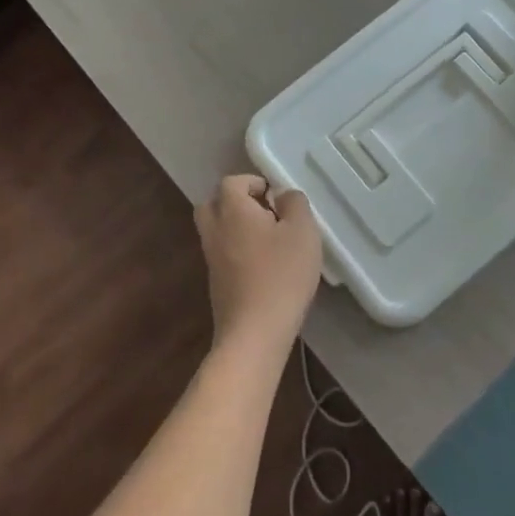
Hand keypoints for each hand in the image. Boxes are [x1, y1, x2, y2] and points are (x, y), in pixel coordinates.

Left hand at [194, 176, 323, 356]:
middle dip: (236, 202)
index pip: (232, 182)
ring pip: (216, 230)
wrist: (254, 333)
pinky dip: (236, 250)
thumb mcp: (303, 231)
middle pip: (214, 204)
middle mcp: (214, 230)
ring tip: (268, 240)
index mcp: (232, 210)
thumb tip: (281, 195)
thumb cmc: (281, 275)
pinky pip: (222, 253)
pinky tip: (263, 265)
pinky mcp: (215, 283)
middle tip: (265, 213)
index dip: (253, 183)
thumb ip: (295, 203)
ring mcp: (211, 258)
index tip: (276, 198)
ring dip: (236, 228)